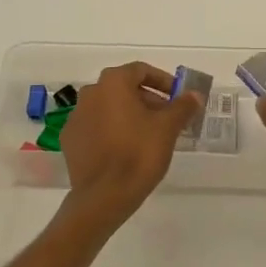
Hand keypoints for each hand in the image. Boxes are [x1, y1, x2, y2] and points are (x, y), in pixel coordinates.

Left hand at [60, 62, 202, 219]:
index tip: (177, 97)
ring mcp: (76, 117)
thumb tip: (195, 95)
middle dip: (148, 100)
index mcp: (112, 83)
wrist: (104, 195)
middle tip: (167, 118)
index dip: (163, 81)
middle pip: (124, 88)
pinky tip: (125, 149)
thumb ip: (183, 106)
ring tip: (149, 135)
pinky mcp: (70, 140)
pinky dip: (112, 131)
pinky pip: (96, 127)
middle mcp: (90, 93)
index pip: (141, 70)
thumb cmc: (139, 153)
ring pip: (109, 108)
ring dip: (129, 115)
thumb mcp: (168, 128)